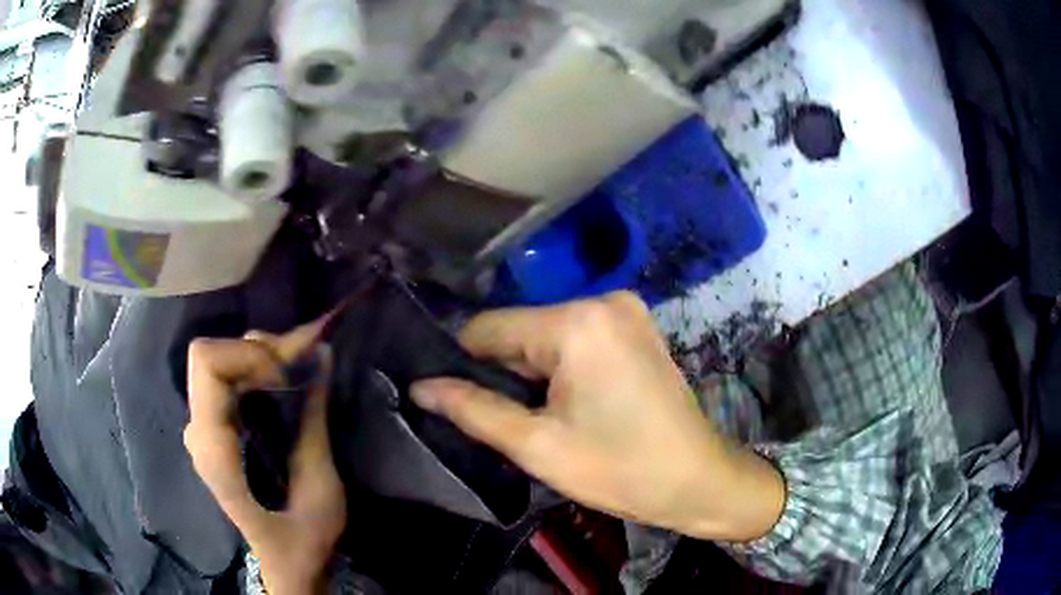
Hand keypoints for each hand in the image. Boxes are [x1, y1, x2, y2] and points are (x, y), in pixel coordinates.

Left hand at [185, 318, 344, 594]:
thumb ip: (313, 418)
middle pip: (212, 355)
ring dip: (261, 357)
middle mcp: (198, 430)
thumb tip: (321, 353)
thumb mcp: (318, 484)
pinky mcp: (215, 428)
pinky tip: (285, 383)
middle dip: (259, 350)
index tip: (289, 376)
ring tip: (299, 371)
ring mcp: (202, 428)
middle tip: (303, 364)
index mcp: (213, 448)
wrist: (286, 565)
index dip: (249, 355)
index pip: (207, 363)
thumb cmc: (301, 538)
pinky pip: (227, 378)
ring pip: (220, 361)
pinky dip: (257, 369)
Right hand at [411, 292, 784, 541]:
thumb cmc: (620, 469)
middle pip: (520, 331)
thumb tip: (421, 387)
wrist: (697, 479)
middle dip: (506, 374)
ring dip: (532, 373)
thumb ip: (472, 410)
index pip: (488, 328)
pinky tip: (570, 403)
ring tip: (544, 417)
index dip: (464, 365)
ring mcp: (625, 309)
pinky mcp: (635, 325)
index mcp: (577, 322)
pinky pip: (575, 338)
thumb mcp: (537, 446)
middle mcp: (602, 299)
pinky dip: (560, 367)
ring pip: (545, 336)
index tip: (458, 402)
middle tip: (513, 421)